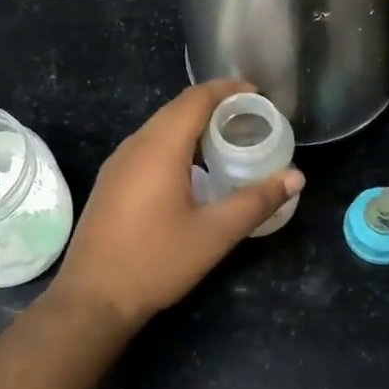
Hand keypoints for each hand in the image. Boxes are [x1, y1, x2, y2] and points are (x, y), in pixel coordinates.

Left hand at [52, 80, 304, 325]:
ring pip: (160, 126)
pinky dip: (176, 142)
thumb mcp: (214, 234)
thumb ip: (257, 201)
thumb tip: (296, 177)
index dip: (228, 90)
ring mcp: (118, 162)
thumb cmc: (156, 261)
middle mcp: (135, 145)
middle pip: (177, 108)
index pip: (196, 99)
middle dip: (215, 105)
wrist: (92, 298)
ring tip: (227, 140)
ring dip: (194, 124)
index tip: (258, 95)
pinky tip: (193, 168)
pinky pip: (148, 145)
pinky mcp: (112, 181)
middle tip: (250, 119)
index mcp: (160, 148)